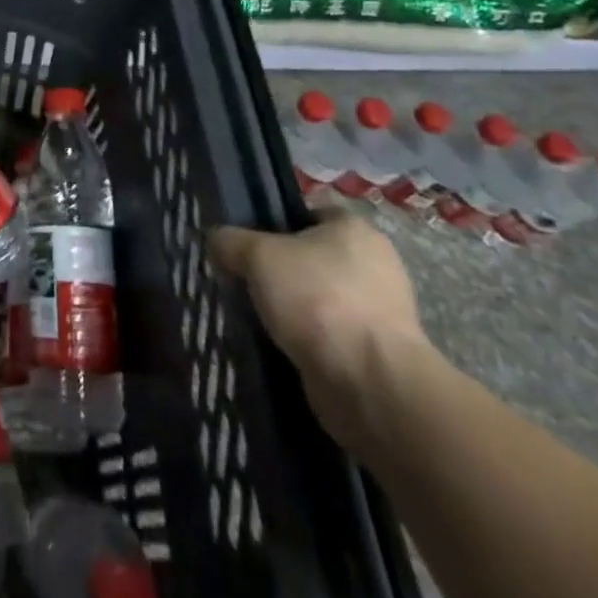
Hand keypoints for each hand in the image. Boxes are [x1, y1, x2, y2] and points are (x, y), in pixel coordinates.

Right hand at [210, 209, 432, 452]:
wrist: (370, 384)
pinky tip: (279, 345)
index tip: (247, 243)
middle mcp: (375, 264)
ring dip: (293, 309)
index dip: (275, 223)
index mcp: (354, 228)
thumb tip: (215, 240)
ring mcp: (381, 312)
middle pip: (313, 257)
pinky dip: (308, 340)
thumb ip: (230, 241)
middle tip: (245, 280)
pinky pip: (330, 335)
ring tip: (257, 317)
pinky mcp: (378, 354)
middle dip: (281, 271)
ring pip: (320, 298)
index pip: (309, 213)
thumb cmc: (317, 300)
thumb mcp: (256, 256)